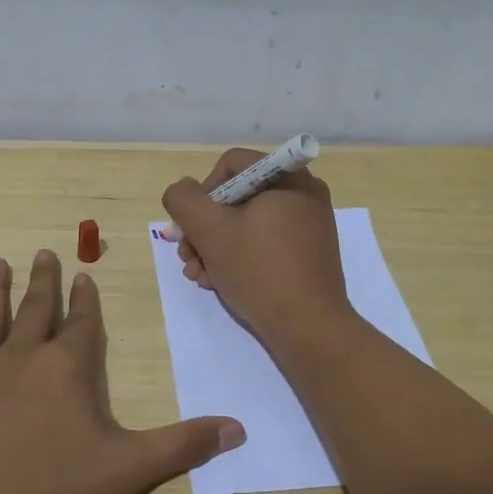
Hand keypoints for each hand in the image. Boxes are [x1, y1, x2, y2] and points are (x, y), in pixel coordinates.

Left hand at [0, 250, 244, 493]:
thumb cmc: (54, 493)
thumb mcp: (129, 469)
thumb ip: (183, 444)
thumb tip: (238, 428)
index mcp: (66, 368)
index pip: (82, 323)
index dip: (86, 299)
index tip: (84, 275)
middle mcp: (21, 357)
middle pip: (36, 310)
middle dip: (44, 281)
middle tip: (44, 253)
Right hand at [161, 149, 351, 348]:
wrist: (309, 328)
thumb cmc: (259, 271)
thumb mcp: (210, 231)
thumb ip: (184, 200)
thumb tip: (183, 190)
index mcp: (289, 178)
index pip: (231, 165)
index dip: (202, 192)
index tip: (191, 227)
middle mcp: (304, 194)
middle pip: (237, 197)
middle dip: (204, 228)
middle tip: (187, 257)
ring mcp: (309, 226)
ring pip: (247, 224)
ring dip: (215, 247)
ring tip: (199, 276)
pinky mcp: (308, 254)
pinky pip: (265, 243)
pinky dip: (238, 258)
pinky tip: (218, 282)